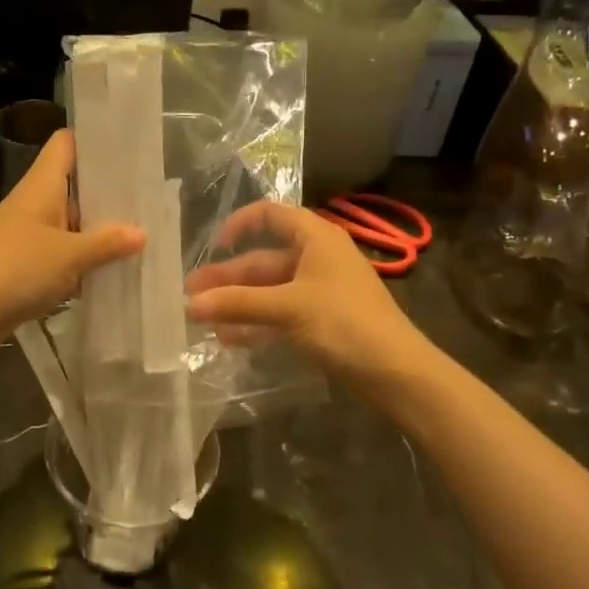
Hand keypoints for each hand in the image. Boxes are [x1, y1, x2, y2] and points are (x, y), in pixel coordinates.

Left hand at [0, 130, 142, 352]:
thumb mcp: (68, 255)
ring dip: (100, 227)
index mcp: (41, 185)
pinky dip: (86, 256)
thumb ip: (106, 243)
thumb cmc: (15, 268)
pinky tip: (116, 266)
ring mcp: (31, 233)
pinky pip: (65, 250)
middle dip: (109, 189)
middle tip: (151, 193)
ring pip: (73, 220)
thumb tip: (141, 233)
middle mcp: (36, 202)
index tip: (129, 143)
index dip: (94, 138)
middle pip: (76, 183)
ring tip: (145, 229)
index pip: (66, 143)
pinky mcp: (28, 262)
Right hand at [185, 201, 423, 380]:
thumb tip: (190, 304)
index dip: (240, 224)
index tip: (214, 247)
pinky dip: (256, 322)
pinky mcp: (322, 320)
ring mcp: (319, 291)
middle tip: (190, 295)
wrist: (397, 373)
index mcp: (315, 238)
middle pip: (263, 259)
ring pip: (269, 290)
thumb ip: (237, 304)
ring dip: (237, 303)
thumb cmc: (344, 323)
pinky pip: (280, 313)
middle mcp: (317, 258)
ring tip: (202, 320)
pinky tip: (230, 339)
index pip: (271, 215)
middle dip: (227, 277)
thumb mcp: (287, 308)